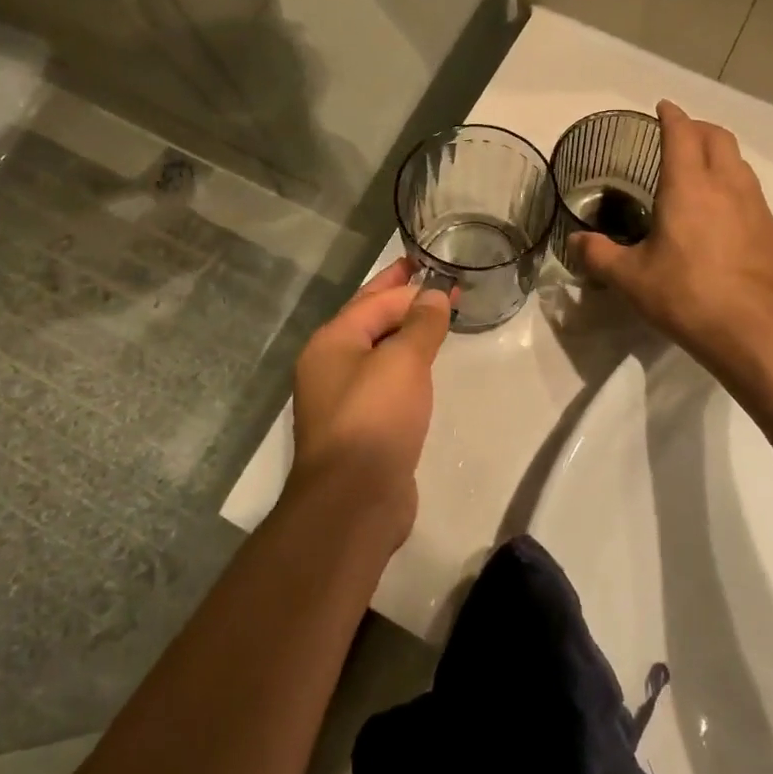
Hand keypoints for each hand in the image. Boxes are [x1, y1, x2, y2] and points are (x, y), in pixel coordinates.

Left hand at [288, 259, 451, 546]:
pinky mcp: (360, 427)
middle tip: (436, 282)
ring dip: (405, 334)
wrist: (354, 500)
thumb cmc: (376, 418)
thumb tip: (433, 295)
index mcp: (332, 342)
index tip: (442, 273)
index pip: (374, 300)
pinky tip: (425, 371)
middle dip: (403, 300)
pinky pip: (385, 382)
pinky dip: (406, 368)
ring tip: (437, 321)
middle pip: (370, 321)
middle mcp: (330, 366)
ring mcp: (342, 399)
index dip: (409, 283)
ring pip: (378, 353)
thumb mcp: (403, 362)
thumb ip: (421, 324)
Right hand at [569, 101, 772, 377]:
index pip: (681, 134)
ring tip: (699, 169)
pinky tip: (721, 209)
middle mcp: (726, 185)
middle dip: (698, 127)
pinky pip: (750, 189)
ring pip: (739, 161)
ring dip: (719, 153)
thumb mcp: (630, 279)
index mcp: (688, 186)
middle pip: (718, 137)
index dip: (671, 116)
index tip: (662, 107)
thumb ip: (598, 255)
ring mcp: (754, 206)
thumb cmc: (686, 296)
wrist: (754, 331)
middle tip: (678, 135)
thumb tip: (574, 242)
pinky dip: (733, 181)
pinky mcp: (770, 230)